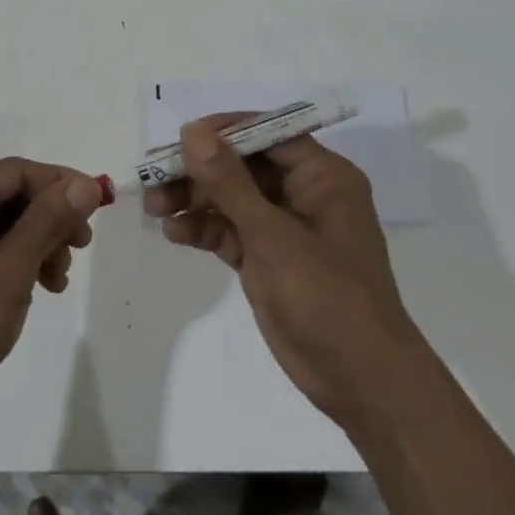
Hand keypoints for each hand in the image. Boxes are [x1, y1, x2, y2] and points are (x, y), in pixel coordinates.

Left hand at [0, 159, 100, 439]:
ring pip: (1, 222)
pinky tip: (36, 286)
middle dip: (50, 220)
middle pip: (10, 195)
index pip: (18, 172)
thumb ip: (49, 220)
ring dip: (36, 244)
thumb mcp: (10, 269)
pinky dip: (14, 259)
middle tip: (80, 249)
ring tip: (57, 280)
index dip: (63, 185)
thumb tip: (87, 184)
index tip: (100, 208)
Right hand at [146, 117, 418, 433]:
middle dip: (198, 171)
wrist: (360, 382)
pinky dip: (204, 229)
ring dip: (194, 200)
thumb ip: (229, 182)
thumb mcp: (272, 235)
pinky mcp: (268, 260)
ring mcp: (284, 229)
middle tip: (154, 177)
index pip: (267, 134)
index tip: (180, 137)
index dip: (223, 132)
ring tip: (154, 209)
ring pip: (231, 199)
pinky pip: (230, 231)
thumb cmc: (326, 296)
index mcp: (322, 176)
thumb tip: (192, 132)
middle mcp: (304, 194)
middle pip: (242, 166)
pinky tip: (174, 233)